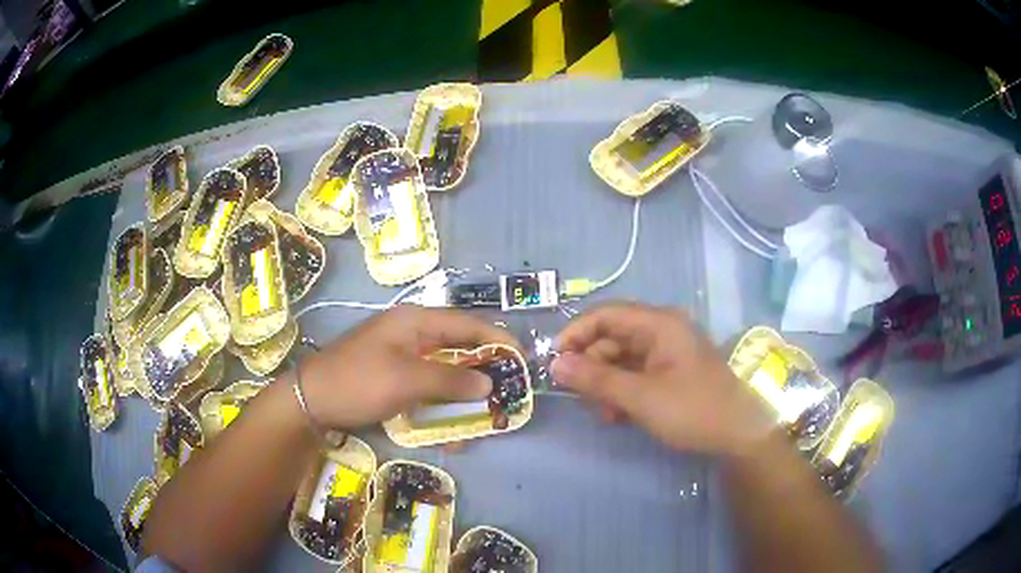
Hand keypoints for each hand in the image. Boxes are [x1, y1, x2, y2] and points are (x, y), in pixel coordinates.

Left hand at [300, 305, 520, 429]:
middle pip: (458, 347)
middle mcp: (411, 333)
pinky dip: (441, 404)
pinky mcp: (393, 376)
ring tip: (481, 415)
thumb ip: (451, 380)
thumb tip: (488, 383)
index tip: (522, 359)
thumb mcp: (407, 380)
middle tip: (506, 391)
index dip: (497, 339)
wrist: (311, 401)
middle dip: (483, 370)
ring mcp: (401, 355)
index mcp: (415, 321)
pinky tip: (449, 428)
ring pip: (444, 370)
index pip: (467, 324)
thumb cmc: (359, 382)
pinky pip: (427, 387)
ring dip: (463, 393)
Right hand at [551, 302, 771, 455]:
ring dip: (606, 384)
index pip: (605, 314)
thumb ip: (596, 379)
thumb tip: (555, 364)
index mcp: (658, 324)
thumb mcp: (640, 397)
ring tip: (604, 413)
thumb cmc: (692, 409)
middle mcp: (662, 330)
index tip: (554, 361)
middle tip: (579, 396)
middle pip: (612, 338)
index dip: (575, 333)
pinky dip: (623, 392)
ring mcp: (667, 352)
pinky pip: (636, 374)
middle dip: (591, 366)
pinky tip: (618, 416)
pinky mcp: (671, 372)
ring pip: (621, 359)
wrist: (739, 434)